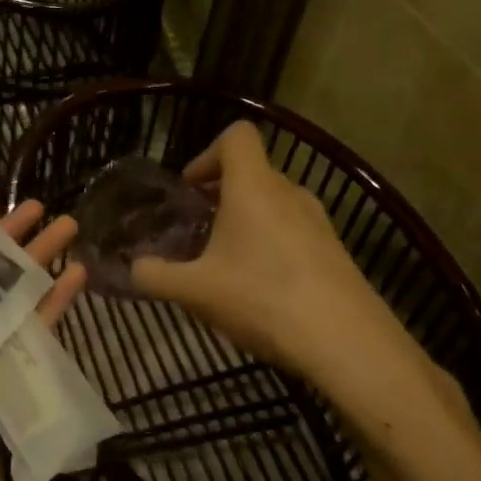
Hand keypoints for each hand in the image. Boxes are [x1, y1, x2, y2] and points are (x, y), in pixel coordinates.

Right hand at [132, 122, 451, 433]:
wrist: (348, 344)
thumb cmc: (263, 299)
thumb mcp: (195, 291)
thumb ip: (155, 276)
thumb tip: (132, 269)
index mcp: (254, 187)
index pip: (236, 136)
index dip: (207, 154)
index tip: (189, 190)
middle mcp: (290, 193)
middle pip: (252, 172)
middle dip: (220, 194)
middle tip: (196, 230)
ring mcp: (319, 222)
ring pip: (273, 203)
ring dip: (245, 220)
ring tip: (224, 261)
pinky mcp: (335, 252)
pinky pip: (293, 231)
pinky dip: (270, 243)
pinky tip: (259, 288)